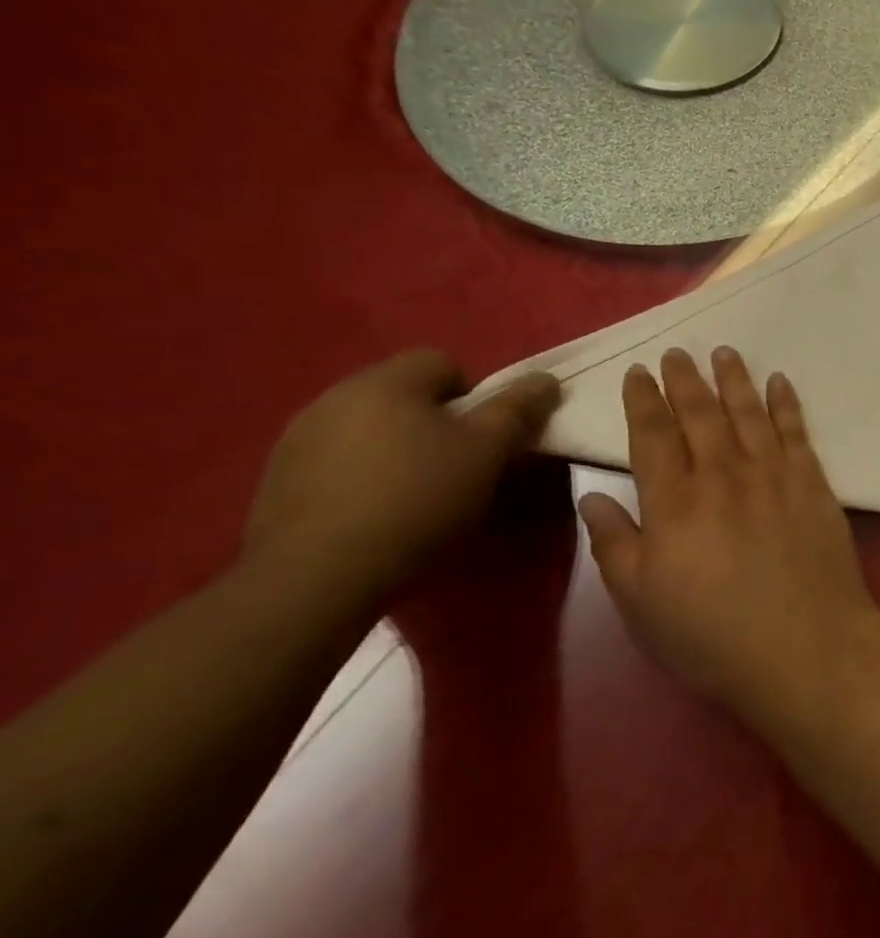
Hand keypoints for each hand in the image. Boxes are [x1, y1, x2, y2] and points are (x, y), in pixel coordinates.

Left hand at [244, 350, 560, 593]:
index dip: (474, 395)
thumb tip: (546, 379)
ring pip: (369, 428)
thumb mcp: (487, 451)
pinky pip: (336, 462)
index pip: (442, 361)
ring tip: (416, 495)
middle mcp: (334, 397)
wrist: (318, 576)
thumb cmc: (418, 499)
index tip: (483, 438)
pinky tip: (374, 514)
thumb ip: (518, 409)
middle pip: (404, 394)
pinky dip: (361, 477)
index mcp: (385, 382)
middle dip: (436, 423)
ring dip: (397, 449)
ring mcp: (297, 439)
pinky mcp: (276, 481)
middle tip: (459, 467)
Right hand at [578, 348, 877, 717]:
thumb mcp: (641, 603)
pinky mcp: (813, 484)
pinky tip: (779, 382)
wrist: (806, 646)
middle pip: (700, 414)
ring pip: (748, 412)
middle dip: (685, 380)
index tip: (639, 372)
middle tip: (677, 352)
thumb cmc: (712, 635)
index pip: (653, 436)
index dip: (644, 400)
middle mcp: (723, 475)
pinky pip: (796, 431)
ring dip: (734, 379)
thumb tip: (592, 496)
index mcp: (674, 503)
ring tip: (723, 352)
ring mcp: (773, 475)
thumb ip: (614, 544)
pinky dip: (786, 403)